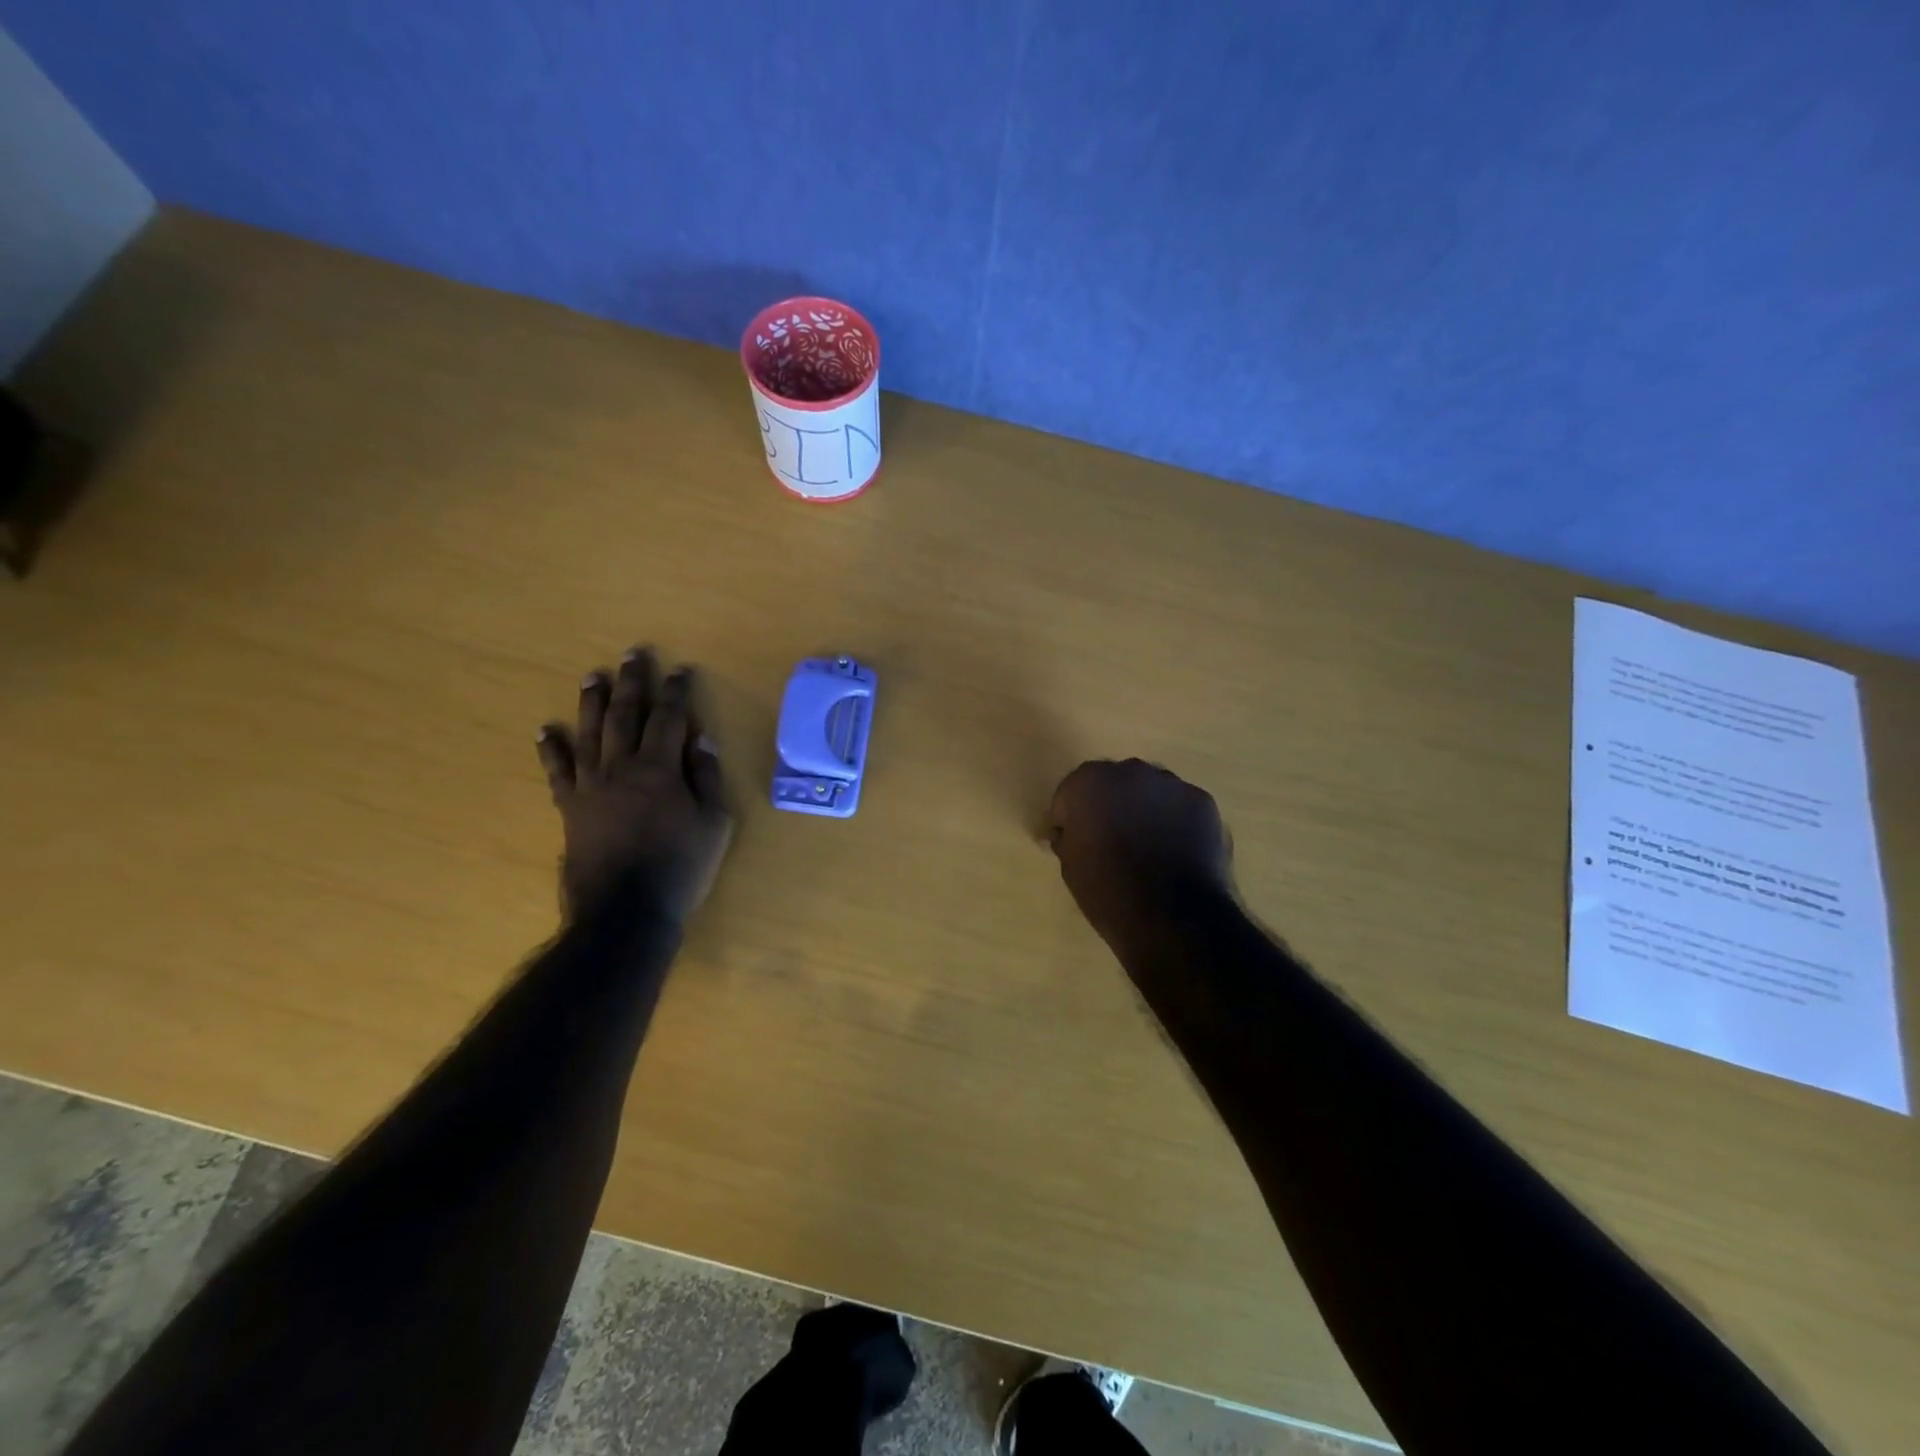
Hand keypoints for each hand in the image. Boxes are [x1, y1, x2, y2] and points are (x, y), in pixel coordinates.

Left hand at [536, 648, 732, 922]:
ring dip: (592, 702)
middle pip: (625, 715)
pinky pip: (557, 771)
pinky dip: (551, 749)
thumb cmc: (679, 867)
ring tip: (593, 676)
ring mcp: (590, 786)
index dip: (676, 692)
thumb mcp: (714, 824)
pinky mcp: (570, 807)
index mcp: (660, 769)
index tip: (680, 670)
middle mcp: (622, 767)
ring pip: (589, 733)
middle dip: (631, 683)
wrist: (624, 910)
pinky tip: (546, 730)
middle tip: (632, 654)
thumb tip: (702, 738)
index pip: (670, 718)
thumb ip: (707, 778)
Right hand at [1044, 759, 1234, 963]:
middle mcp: (1129, 771)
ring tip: (1148, 849)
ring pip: (1149, 792)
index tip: (1073, 844)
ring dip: (1144, 811)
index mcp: (1088, 783)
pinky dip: (1175, 823)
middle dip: (1109, 807)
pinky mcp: (1203, 801)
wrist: (1174, 919)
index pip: (1070, 795)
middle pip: (1112, 784)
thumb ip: (1069, 838)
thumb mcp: (1070, 868)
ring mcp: (1171, 784)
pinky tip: (1176, 853)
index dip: (1069, 820)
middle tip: (1111, 842)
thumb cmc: (1109, 893)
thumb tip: (1073, 833)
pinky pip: (1179, 807)